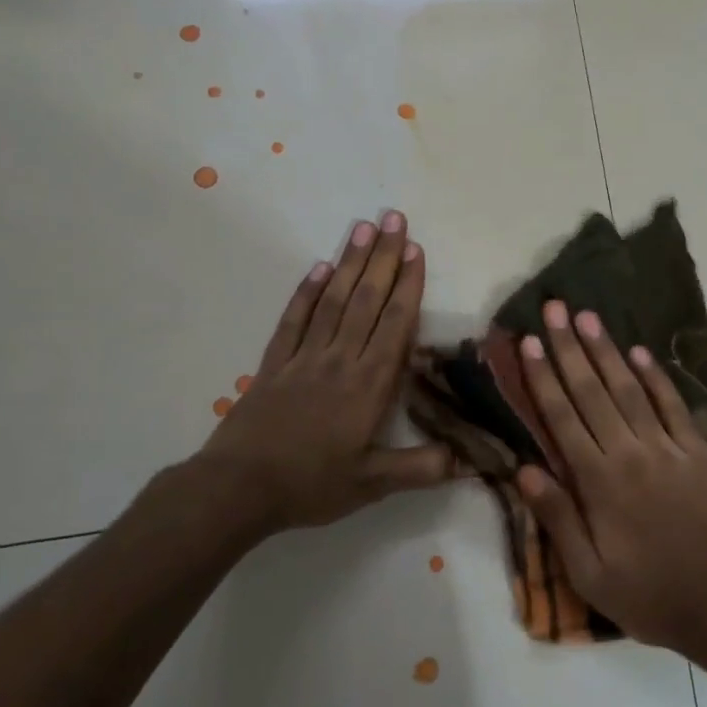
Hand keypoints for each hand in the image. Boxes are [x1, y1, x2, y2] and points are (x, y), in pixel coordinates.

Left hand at [189, 210, 454, 534]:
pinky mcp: (273, 364)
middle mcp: (339, 360)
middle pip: (365, 301)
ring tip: (362, 227)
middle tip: (394, 218)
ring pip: (331, 301)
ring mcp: (303, 358)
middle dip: (382, 258)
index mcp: (368, 385)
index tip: (416, 250)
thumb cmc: (311, 485)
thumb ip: (420, 468)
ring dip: (348, 263)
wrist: (238, 488)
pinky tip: (318, 267)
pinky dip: (306, 292)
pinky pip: (293, 320)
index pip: (394, 325)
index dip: (407, 286)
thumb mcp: (372, 485)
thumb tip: (468, 460)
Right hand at [515, 300, 706, 651]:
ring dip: (607, 351)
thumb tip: (524, 468)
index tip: (528, 342)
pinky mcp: (698, 452)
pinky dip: (656, 377)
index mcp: (598, 481)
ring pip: (630, 389)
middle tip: (555, 308)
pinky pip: (673, 406)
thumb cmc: (648, 594)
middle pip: (592, 392)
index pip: (562, 418)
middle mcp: (629, 453)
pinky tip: (640, 352)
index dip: (543, 377)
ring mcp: (667, 448)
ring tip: (589, 317)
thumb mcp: (588, 572)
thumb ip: (557, 517)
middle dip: (570, 347)